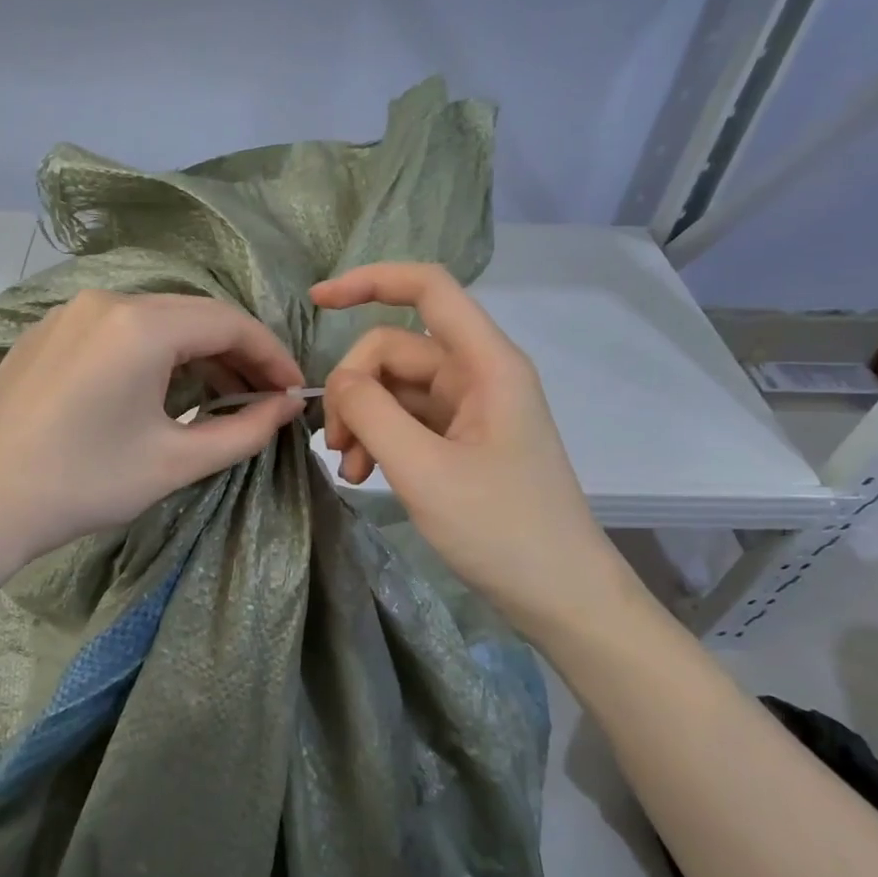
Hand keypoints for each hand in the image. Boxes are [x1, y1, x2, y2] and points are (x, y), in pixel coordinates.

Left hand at [0, 290, 305, 576]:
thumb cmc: (85, 483)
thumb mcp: (176, 461)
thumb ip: (246, 430)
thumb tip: (287, 406)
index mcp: (140, 324)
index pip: (229, 323)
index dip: (271, 356)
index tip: (293, 392)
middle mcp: (105, 301)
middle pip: (192, 315)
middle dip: (236, 354)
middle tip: (263, 397)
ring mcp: (68, 313)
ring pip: (154, 321)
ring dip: (194, 353)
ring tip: (219, 395)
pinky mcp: (45, 333)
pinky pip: (116, 331)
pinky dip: (151, 353)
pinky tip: (159, 390)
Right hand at [313, 262, 642, 641]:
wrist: (561, 595)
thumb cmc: (501, 529)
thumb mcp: (424, 470)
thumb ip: (372, 413)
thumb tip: (340, 380)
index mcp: (487, 364)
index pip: (428, 289)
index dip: (370, 281)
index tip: (316, 301)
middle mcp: (479, 376)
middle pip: (396, 350)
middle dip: (355, 389)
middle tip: (335, 445)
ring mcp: (471, 410)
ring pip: (396, 390)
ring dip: (363, 421)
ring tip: (349, 470)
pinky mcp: (462, 441)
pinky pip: (408, 421)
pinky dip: (380, 442)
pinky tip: (363, 477)